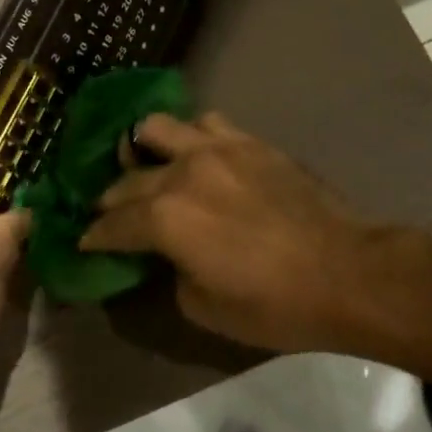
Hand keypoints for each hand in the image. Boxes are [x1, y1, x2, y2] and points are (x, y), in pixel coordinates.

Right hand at [80, 113, 381, 354]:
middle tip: (109, 214)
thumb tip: (169, 254)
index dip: (95, 236)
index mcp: (165, 218)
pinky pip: (206, 123)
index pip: (113, 224)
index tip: (85, 241)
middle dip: (111, 199)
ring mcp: (217, 149)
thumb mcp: (205, 307)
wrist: (345, 271)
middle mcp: (182, 172)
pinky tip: (198, 155)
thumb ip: (172, 272)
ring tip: (149, 166)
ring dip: (144, 149)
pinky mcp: (248, 141)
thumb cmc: (274, 304)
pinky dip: (191, 137)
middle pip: (128, 179)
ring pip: (158, 127)